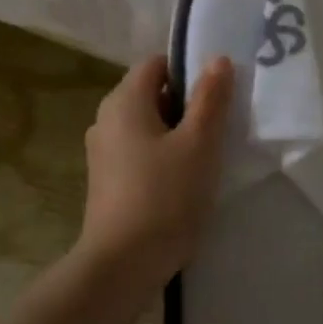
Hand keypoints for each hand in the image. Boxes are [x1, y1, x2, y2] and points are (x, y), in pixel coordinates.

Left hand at [77, 54, 233, 289]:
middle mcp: (106, 119)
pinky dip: (162, 153)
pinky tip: (184, 177)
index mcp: (124, 101)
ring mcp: (103, 151)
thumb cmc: (165, 195)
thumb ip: (211, 98)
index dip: (188, 70)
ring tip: (207, 152)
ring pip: (146, 123)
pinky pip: (138, 149)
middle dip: (186, 102)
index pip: (156, 64)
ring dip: (176, 130)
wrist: (123, 264)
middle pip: (151, 92)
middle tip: (219, 123)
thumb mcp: (199, 143)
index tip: (217, 94)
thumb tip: (217, 60)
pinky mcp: (107, 179)